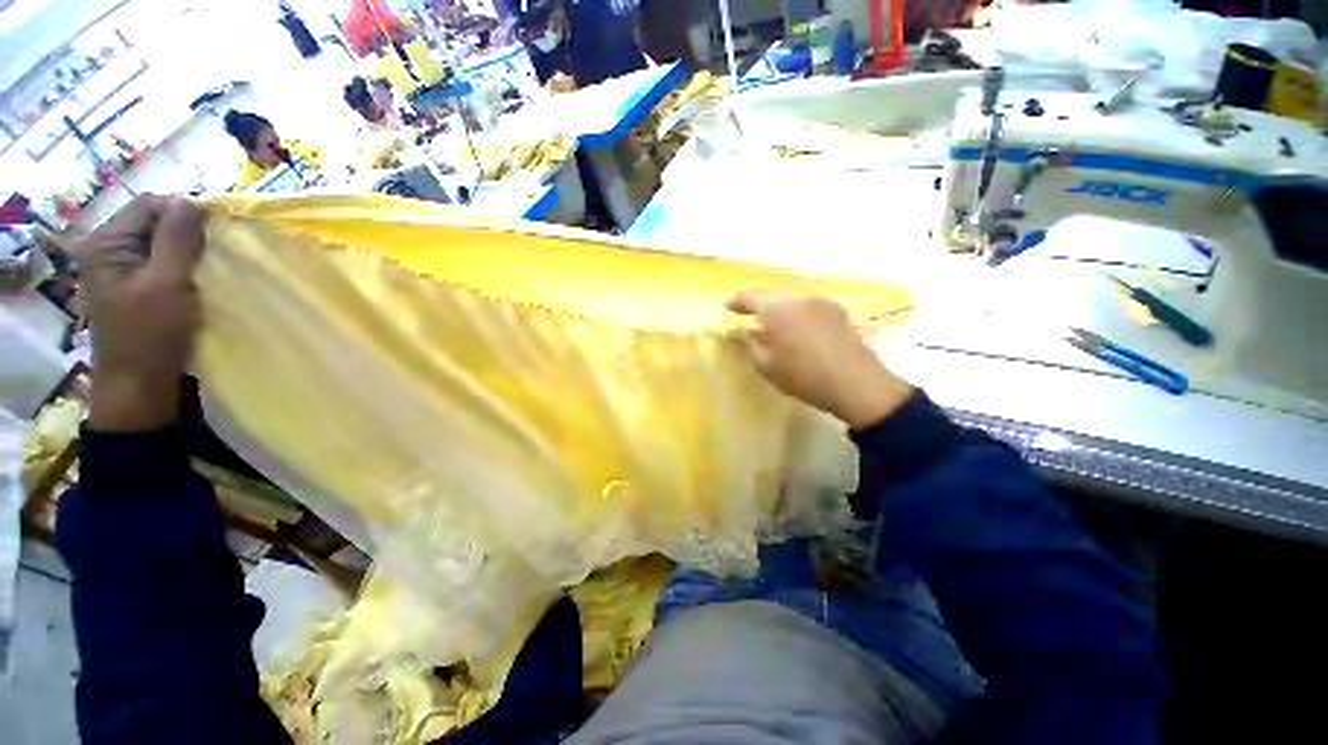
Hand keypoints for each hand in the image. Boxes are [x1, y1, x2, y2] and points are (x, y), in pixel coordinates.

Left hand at [73, 196, 204, 431]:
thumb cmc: (150, 336)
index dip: (184, 210)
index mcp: (105, 243)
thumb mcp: (166, 285)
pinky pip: (160, 261)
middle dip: (187, 231)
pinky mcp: (132, 285)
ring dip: (187, 250)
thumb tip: (190, 201)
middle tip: (217, 251)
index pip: (149, 205)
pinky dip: (182, 264)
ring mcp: (119, 269)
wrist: (139, 387)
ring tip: (210, 266)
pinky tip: (197, 278)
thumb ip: (176, 241)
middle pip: (153, 221)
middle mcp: (107, 249)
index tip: (220, 229)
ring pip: (160, 242)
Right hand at [727, 290, 913, 429]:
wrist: (858, 385)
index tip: (726, 309)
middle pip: (770, 294)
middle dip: (754, 303)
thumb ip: (748, 343)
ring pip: (789, 298)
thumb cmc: (804, 377)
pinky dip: (792, 311)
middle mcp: (799, 297)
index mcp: (778, 309)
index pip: (749, 296)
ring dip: (774, 307)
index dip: (735, 302)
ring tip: (768, 324)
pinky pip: (805, 304)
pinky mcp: (836, 309)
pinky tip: (792, 327)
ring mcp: (821, 301)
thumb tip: (737, 331)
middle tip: (744, 316)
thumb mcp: (767, 365)